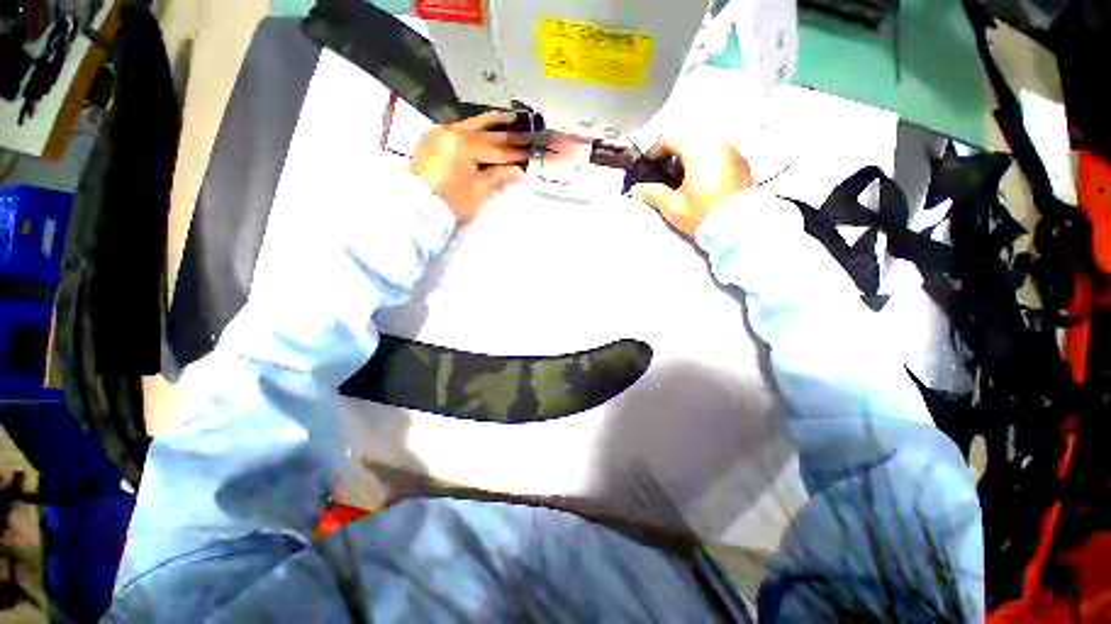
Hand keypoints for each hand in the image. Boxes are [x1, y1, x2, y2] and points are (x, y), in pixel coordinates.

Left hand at [410, 111, 529, 222]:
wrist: (417, 207)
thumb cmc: (452, 201)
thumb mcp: (479, 191)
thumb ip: (500, 176)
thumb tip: (520, 171)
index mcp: (464, 145)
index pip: (497, 148)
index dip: (516, 153)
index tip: (531, 153)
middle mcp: (452, 132)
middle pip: (485, 132)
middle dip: (508, 135)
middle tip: (527, 131)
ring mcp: (439, 133)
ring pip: (470, 124)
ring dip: (491, 122)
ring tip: (509, 117)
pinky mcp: (432, 138)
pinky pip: (457, 128)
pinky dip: (473, 128)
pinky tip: (482, 127)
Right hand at [630, 135, 752, 235]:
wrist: (737, 227)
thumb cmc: (703, 215)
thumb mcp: (672, 206)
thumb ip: (652, 193)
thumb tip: (636, 189)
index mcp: (698, 151)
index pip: (671, 138)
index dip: (656, 150)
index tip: (650, 163)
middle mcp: (717, 143)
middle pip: (689, 133)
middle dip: (674, 146)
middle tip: (664, 165)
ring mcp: (731, 150)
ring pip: (705, 138)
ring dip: (690, 149)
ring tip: (682, 172)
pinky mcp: (740, 161)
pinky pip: (718, 148)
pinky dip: (706, 155)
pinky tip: (700, 175)